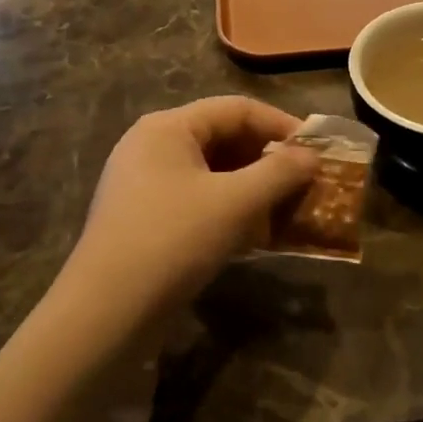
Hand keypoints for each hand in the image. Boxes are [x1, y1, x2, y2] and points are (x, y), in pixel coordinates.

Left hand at [56, 98, 320, 336]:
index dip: (280, 125)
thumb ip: (279, 173)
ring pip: (211, 172)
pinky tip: (254, 234)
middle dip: (267, 160)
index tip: (316, 150)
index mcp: (168, 127)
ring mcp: (144, 183)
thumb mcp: (235, 203)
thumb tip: (311, 156)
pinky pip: (196, 199)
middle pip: (222, 137)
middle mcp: (152, 145)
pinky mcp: (144, 217)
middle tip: (305, 182)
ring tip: (286, 209)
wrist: (106, 312)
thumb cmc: (173, 241)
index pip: (236, 109)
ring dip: (251, 187)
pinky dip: (228, 209)